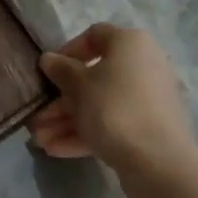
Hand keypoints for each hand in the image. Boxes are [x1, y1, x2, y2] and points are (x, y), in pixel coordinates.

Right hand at [29, 23, 197, 197]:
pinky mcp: (149, 127)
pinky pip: (113, 123)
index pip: (94, 36)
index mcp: (130, 43)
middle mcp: (143, 65)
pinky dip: (87, 132)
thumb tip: (49, 59)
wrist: (159, 162)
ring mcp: (148, 98)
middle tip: (38, 117)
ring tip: (40, 141)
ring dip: (69, 120)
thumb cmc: (114, 109)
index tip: (50, 71)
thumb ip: (60, 70)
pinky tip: (57, 150)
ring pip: (101, 103)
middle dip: (62, 99)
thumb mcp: (78, 86)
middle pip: (94, 76)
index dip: (68, 51)